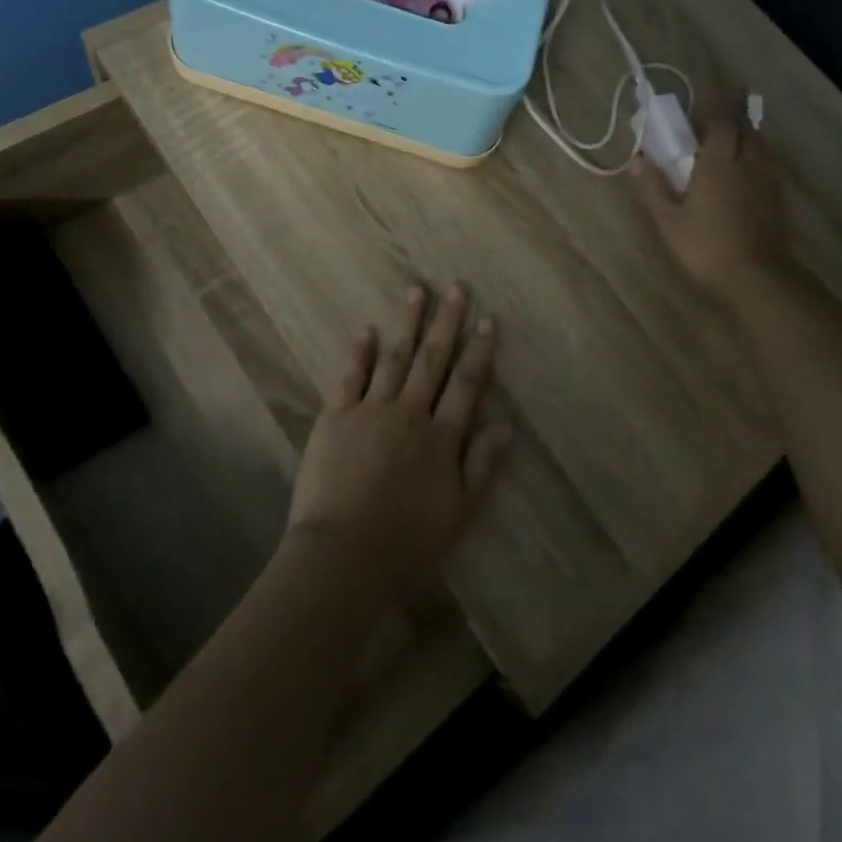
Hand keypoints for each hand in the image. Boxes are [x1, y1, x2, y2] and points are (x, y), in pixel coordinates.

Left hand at [287, 284, 511, 587]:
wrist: (343, 553)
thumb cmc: (406, 540)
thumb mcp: (459, 513)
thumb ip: (482, 467)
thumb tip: (505, 426)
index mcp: (441, 437)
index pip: (466, 383)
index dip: (479, 350)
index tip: (487, 319)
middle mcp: (409, 413)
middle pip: (432, 360)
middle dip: (446, 322)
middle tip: (456, 288)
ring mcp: (370, 410)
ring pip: (394, 358)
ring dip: (407, 323)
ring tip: (417, 291)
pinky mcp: (335, 416)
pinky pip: (350, 376)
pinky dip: (359, 351)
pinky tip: (366, 328)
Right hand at [631, 109, 792, 296]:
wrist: (758, 276)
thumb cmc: (707, 245)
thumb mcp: (669, 220)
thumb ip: (654, 187)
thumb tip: (636, 159)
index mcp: (718, 162)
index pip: (722, 121)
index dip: (718, 102)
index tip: (714, 85)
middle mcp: (746, 162)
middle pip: (746, 127)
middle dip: (737, 110)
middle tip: (728, 100)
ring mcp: (765, 179)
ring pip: (760, 143)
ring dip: (749, 130)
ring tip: (737, 128)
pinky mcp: (776, 197)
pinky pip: (767, 161)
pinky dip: (757, 151)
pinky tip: (749, 163)